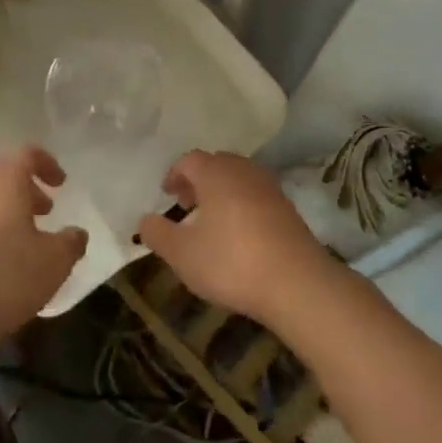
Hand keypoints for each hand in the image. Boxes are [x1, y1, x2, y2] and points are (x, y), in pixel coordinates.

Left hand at [0, 145, 86, 363]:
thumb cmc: (8, 275)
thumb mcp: (55, 260)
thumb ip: (71, 241)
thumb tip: (77, 233)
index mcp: (5, 179)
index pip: (28, 154)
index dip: (48, 164)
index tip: (62, 183)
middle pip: (6, 173)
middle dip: (29, 187)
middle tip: (47, 209)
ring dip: (11, 207)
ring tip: (30, 234)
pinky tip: (7, 254)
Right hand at [136, 150, 338, 326]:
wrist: (296, 282)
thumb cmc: (231, 262)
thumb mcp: (182, 254)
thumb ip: (158, 234)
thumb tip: (145, 220)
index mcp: (215, 172)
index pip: (189, 160)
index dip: (174, 174)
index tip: (166, 194)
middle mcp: (243, 169)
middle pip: (215, 164)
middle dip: (197, 180)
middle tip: (186, 204)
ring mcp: (269, 186)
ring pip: (237, 178)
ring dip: (221, 191)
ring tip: (211, 220)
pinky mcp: (287, 206)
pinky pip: (255, 194)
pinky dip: (241, 204)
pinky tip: (238, 233)